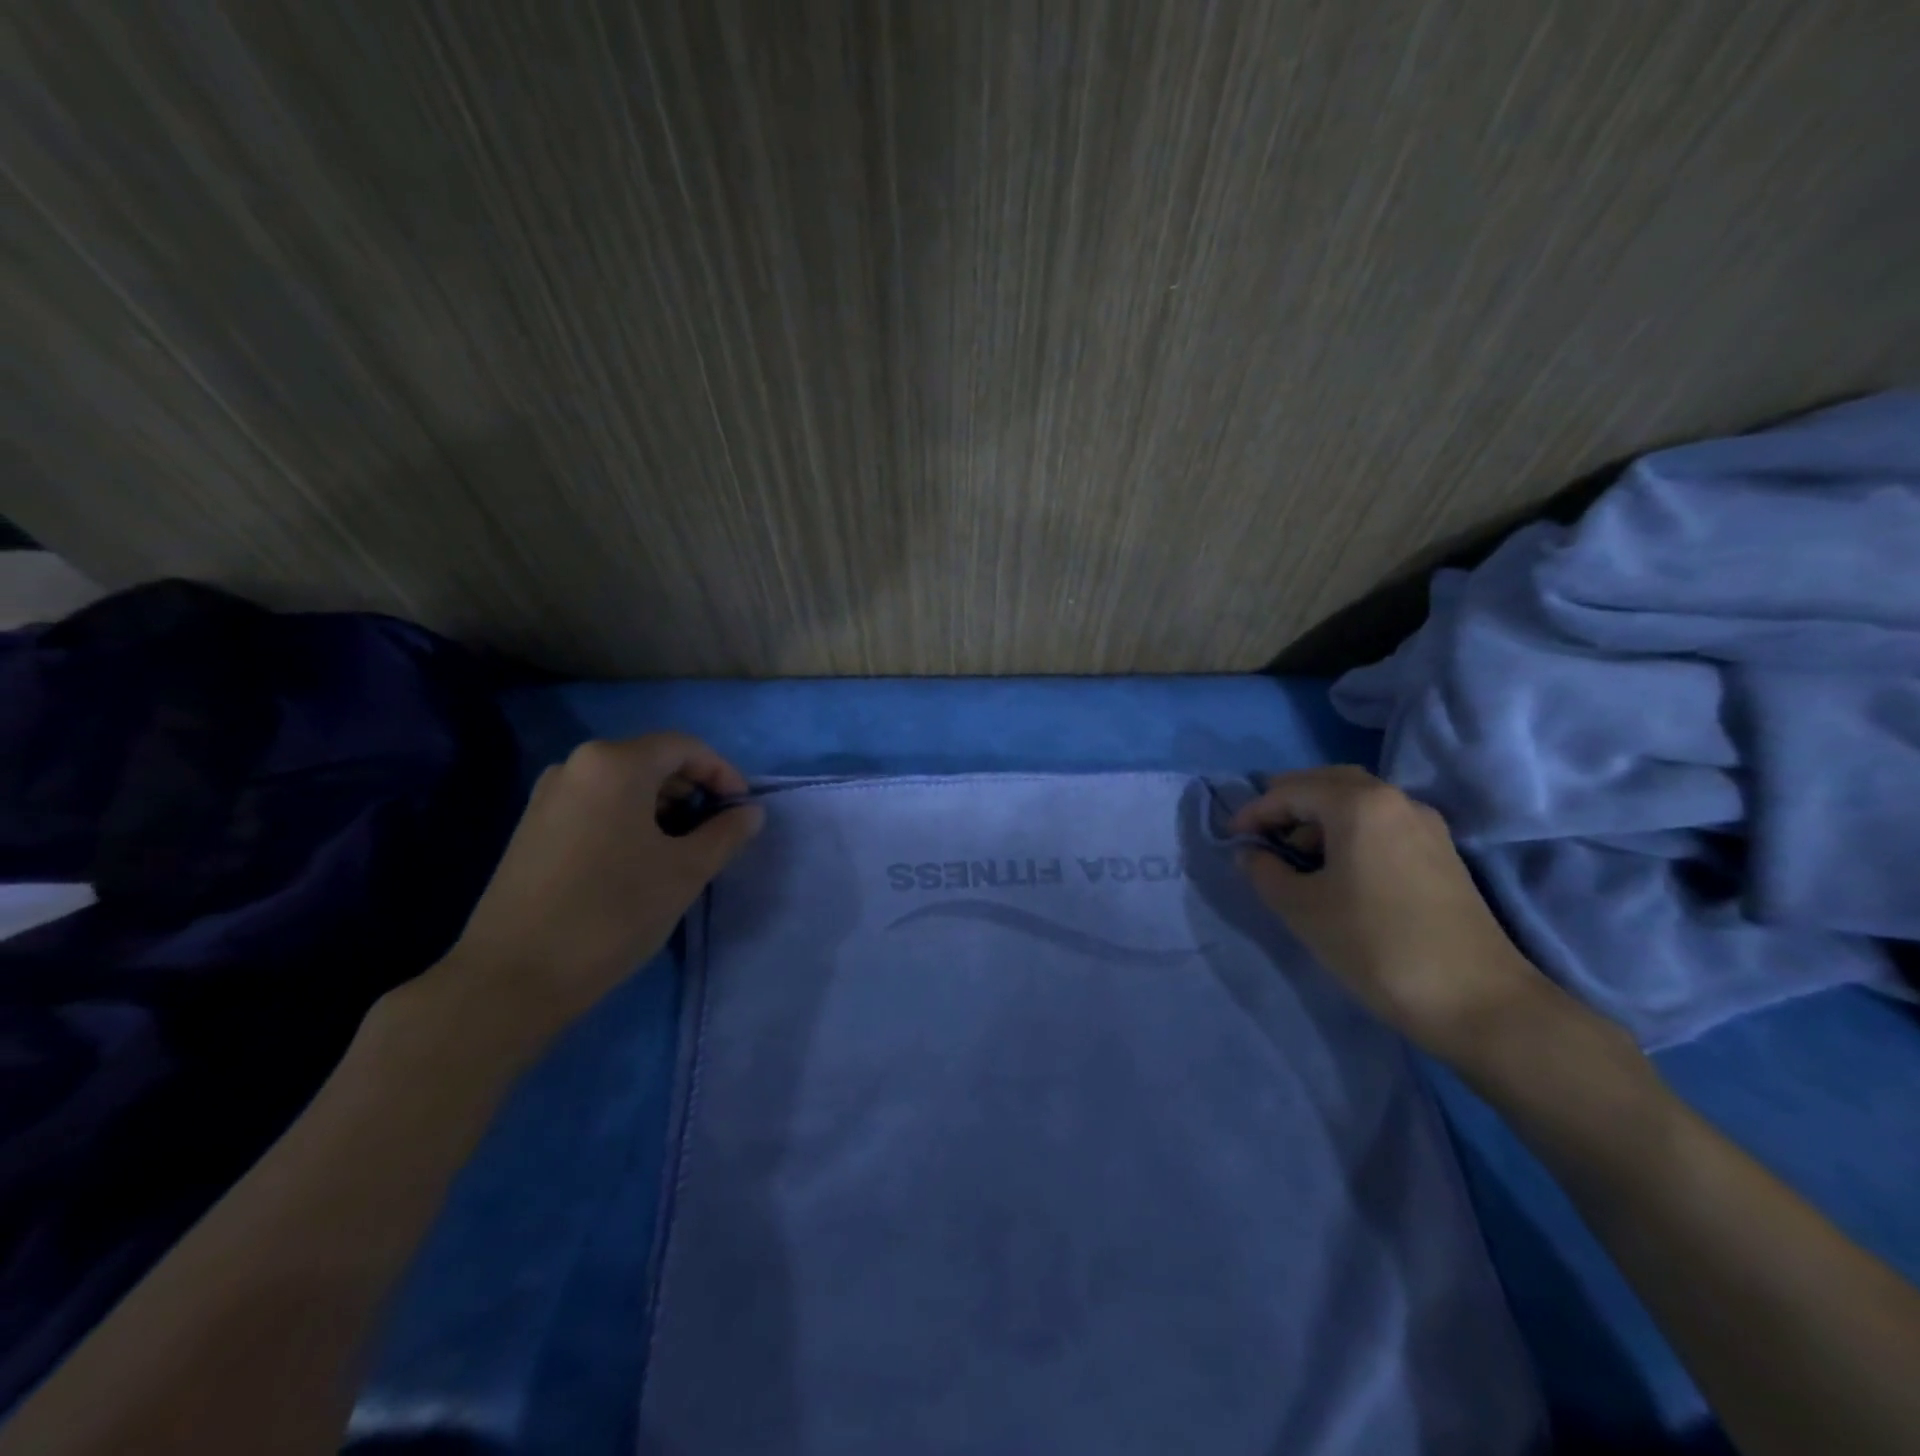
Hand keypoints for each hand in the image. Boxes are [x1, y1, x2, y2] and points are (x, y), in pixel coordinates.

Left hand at [427, 734, 763, 1049]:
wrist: (513, 976)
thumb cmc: (613, 912)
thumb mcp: (685, 871)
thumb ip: (726, 833)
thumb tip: (750, 812)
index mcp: (615, 764)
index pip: (685, 747)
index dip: (722, 772)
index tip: (741, 809)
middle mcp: (577, 765)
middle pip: (651, 760)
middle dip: (692, 789)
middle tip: (716, 829)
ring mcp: (548, 794)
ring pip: (622, 784)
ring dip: (662, 805)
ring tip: (681, 848)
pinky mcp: (532, 825)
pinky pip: (595, 803)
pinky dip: (628, 817)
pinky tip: (638, 859)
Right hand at [1230, 765, 1550, 1063]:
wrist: (1476, 1000)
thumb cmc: (1375, 945)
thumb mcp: (1302, 909)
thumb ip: (1265, 872)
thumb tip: (1250, 854)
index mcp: (1358, 804)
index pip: (1291, 791)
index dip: (1254, 812)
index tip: (1230, 838)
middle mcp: (1395, 800)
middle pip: (1329, 782)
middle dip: (1288, 801)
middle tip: (1259, 830)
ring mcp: (1424, 824)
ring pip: (1358, 799)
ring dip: (1319, 815)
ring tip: (1292, 851)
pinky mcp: (1440, 852)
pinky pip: (1381, 821)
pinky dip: (1348, 829)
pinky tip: (1335, 866)